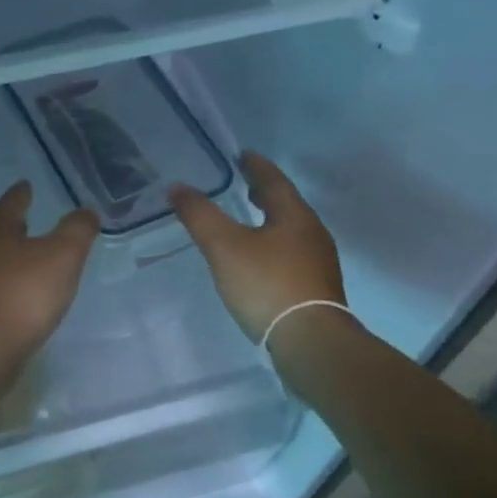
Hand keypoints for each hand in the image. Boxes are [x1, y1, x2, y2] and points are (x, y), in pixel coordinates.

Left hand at [0, 182, 98, 374]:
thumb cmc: (23, 293)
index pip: (11, 202)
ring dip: (7, 255)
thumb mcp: (62, 256)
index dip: (22, 193)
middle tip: (26, 219)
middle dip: (11, 225)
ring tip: (25, 256)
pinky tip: (16, 291)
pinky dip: (3, 282)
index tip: (26, 184)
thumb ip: (77, 231)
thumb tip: (88, 211)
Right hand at [169, 151, 347, 342]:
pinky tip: (261, 259)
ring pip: (291, 230)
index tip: (242, 155)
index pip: (274, 180)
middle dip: (265, 193)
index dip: (256, 166)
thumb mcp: (224, 247)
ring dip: (270, 220)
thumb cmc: (267, 285)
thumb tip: (177, 187)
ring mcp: (319, 262)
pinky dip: (275, 245)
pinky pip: (293, 254)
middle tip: (244, 184)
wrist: (311, 342)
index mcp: (294, 215)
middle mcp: (312, 233)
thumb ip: (200, 215)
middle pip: (287, 204)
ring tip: (249, 220)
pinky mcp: (317, 288)